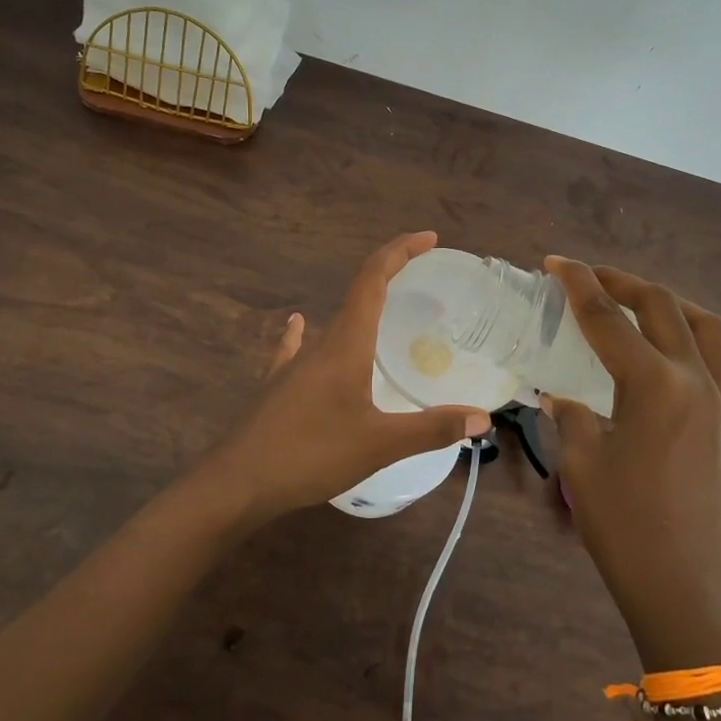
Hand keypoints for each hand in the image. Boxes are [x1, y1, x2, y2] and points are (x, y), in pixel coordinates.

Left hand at [194, 232, 491, 523]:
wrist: (238, 482)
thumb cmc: (311, 454)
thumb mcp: (380, 444)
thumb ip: (432, 429)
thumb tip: (482, 418)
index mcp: (345, 343)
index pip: (373, 279)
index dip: (400, 252)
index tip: (428, 238)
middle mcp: (319, 343)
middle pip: (357, 293)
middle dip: (389, 275)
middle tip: (422, 275)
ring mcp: (294, 364)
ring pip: (333, 322)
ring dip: (361, 306)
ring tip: (384, 310)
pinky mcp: (278, 386)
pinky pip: (298, 348)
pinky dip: (307, 332)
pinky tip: (300, 327)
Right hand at [541, 257, 720, 669]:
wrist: (683, 586)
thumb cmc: (624, 527)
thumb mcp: (581, 463)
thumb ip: (570, 415)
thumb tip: (561, 395)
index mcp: (653, 385)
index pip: (607, 318)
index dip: (577, 284)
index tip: (554, 262)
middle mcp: (694, 380)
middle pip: (660, 307)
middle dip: (620, 282)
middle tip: (585, 277)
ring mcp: (720, 401)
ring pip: (705, 326)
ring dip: (668, 302)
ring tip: (635, 302)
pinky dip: (702, 340)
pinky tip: (680, 348)